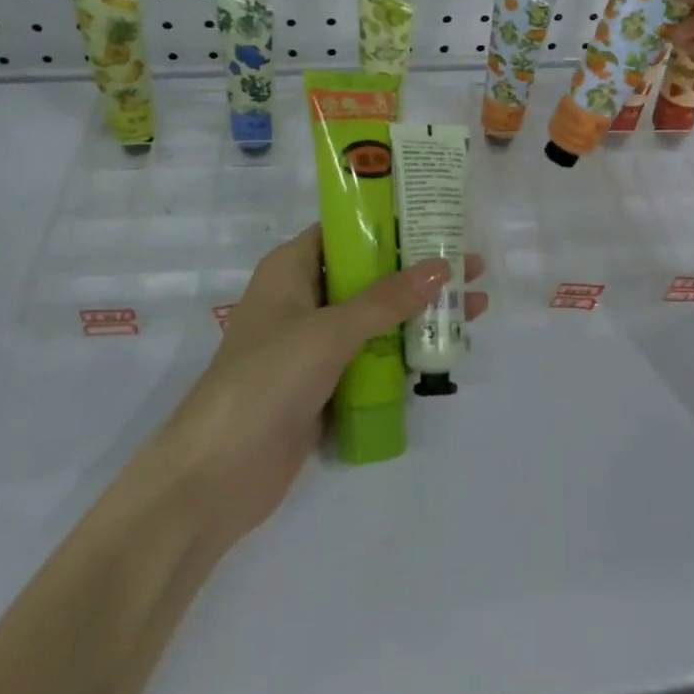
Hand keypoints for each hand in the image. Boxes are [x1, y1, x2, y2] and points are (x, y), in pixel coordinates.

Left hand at [155, 226, 485, 550]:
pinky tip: (446, 349)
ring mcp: (314, 344)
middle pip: (368, 274)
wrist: (217, 475)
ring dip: (419, 313)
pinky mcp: (325, 383)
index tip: (438, 218)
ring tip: (475, 306)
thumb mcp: (329, 331)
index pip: (345, 230)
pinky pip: (372, 357)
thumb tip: (442, 266)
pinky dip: (404, 351)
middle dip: (418, 271)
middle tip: (472, 267)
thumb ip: (386, 300)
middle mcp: (303, 298)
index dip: (389, 221)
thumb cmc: (267, 379)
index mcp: (291, 268)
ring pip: (375, 317)